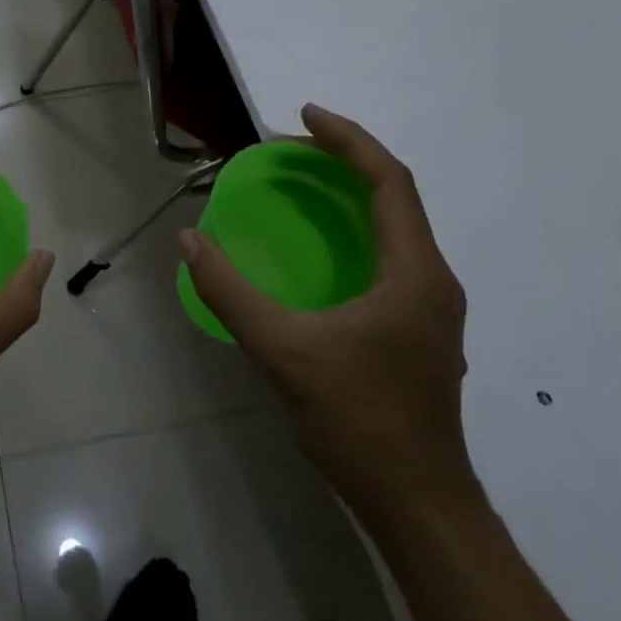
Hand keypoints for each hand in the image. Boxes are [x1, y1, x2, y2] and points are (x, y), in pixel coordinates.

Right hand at [182, 104, 473, 521]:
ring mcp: (430, 307)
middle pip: (394, 196)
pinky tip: (319, 247)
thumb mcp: (281, 350)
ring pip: (395, 227)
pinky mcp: (418, 328)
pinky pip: (388, 254)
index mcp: (414, 274)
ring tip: (301, 184)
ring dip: (350, 194)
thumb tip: (188, 241)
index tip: (304, 115)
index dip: (348, 140)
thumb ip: (230, 291)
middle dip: (344, 161)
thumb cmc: (357, 419)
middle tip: (289, 150)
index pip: (390, 182)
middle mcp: (431, 280)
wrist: (417, 504)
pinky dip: (353, 229)